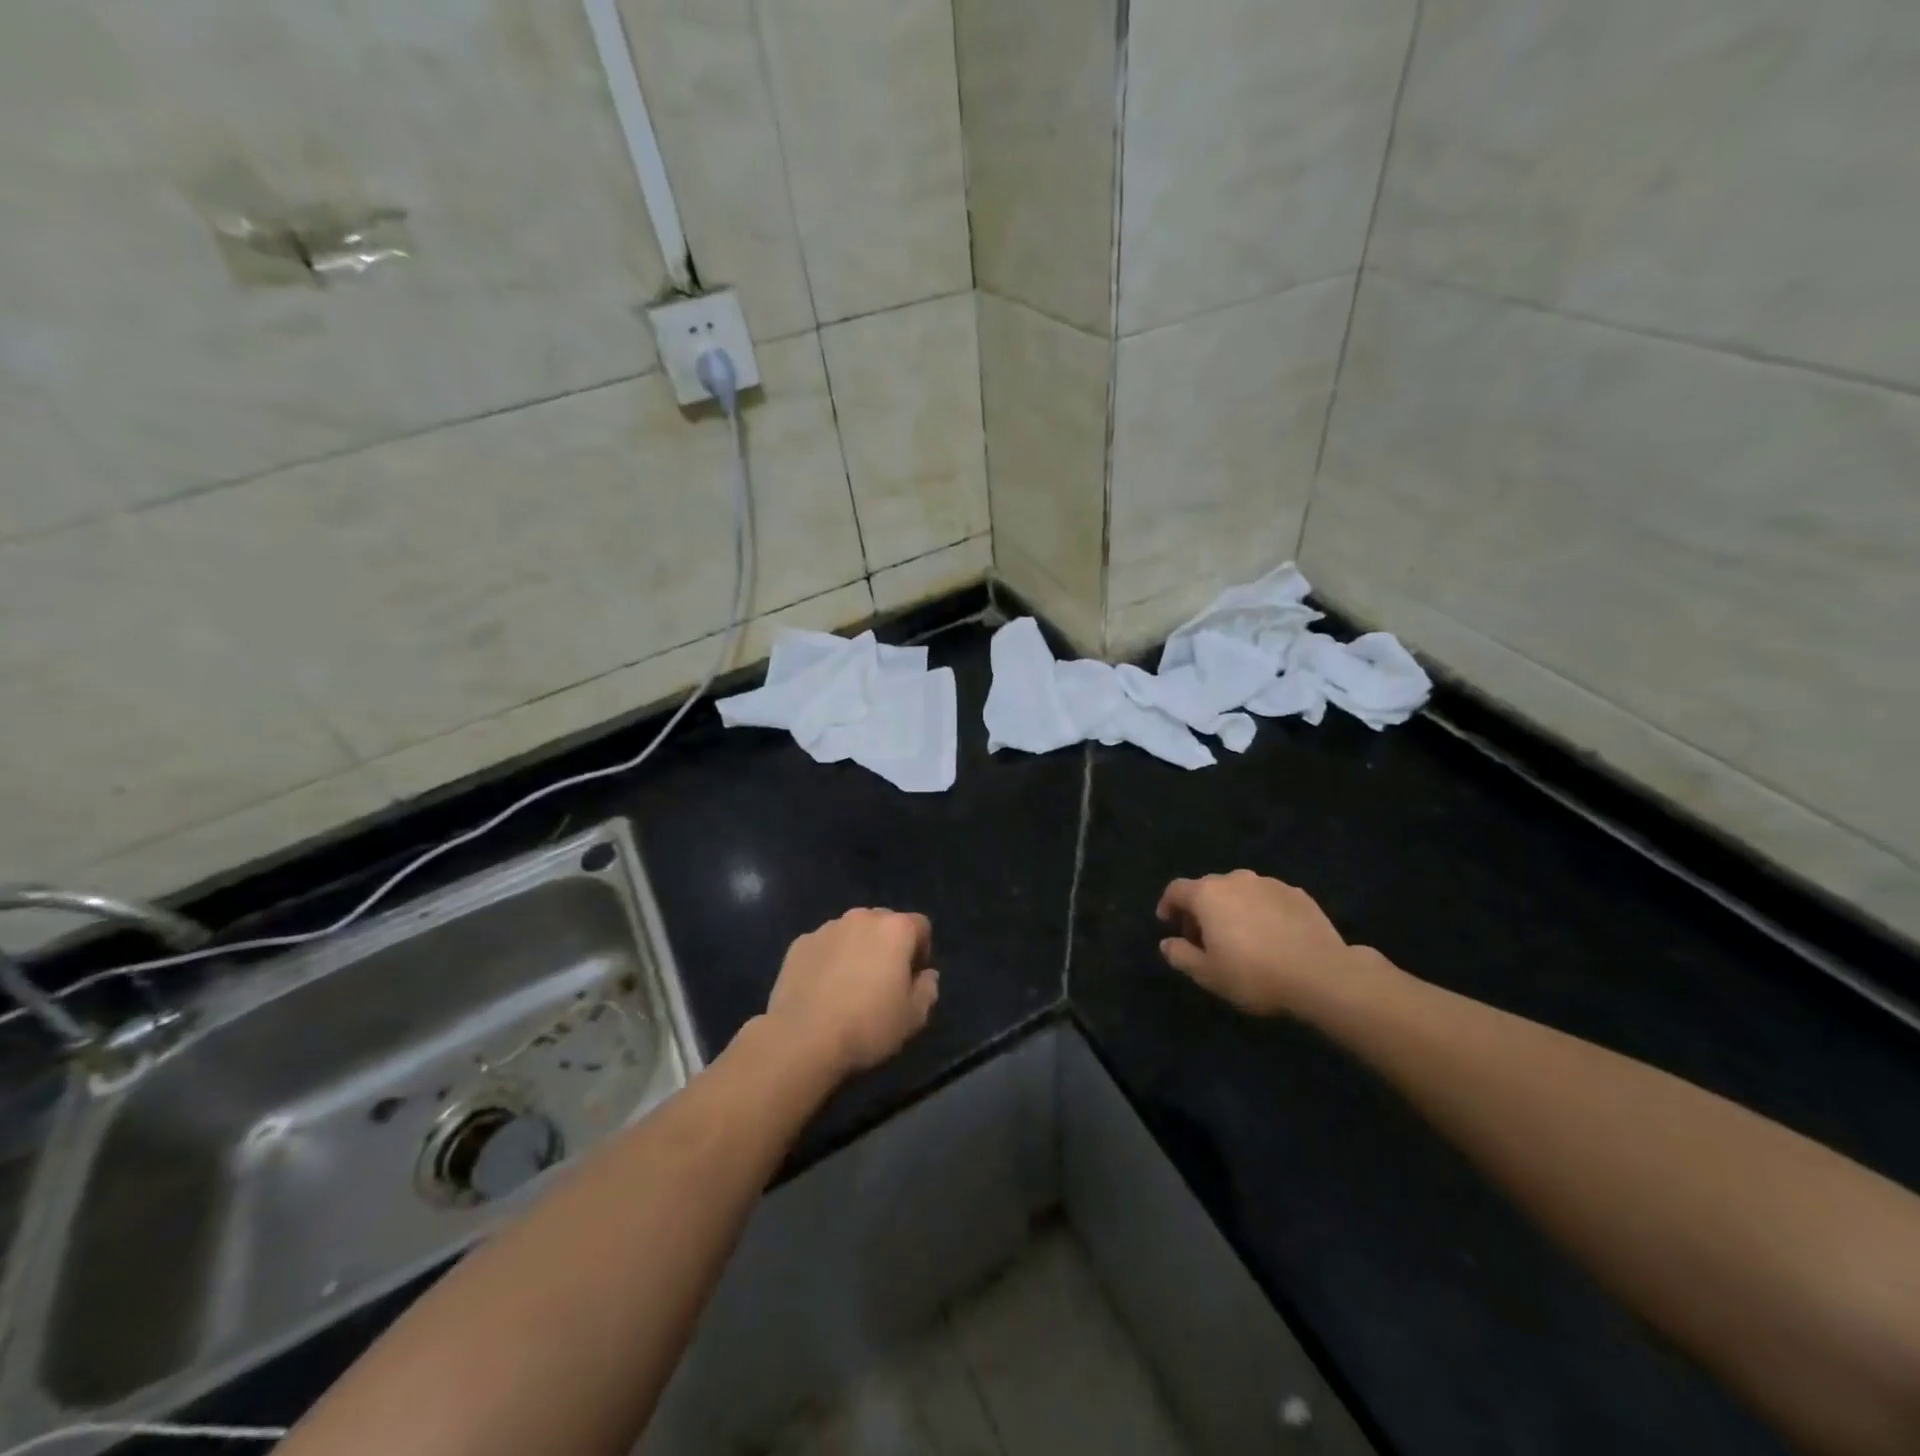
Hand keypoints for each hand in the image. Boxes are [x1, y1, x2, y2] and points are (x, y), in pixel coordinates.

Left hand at [766, 908, 938, 1076]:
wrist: (802, 1039)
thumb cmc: (867, 1026)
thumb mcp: (913, 1018)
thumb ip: (927, 990)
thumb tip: (927, 976)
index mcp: (895, 929)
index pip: (920, 926)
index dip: (921, 951)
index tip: (912, 979)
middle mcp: (861, 918)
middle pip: (884, 923)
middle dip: (888, 945)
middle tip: (883, 980)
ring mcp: (827, 928)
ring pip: (852, 932)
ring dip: (857, 949)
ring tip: (849, 985)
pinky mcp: (799, 943)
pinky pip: (824, 945)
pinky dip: (829, 959)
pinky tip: (822, 989)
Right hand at [1156, 871, 1363, 1016]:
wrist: (1321, 974)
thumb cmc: (1254, 974)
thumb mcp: (1208, 975)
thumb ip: (1180, 955)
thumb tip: (1167, 943)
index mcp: (1207, 894)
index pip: (1176, 890)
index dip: (1168, 905)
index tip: (1168, 923)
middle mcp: (1235, 879)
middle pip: (1208, 888)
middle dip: (1200, 910)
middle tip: (1204, 938)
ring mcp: (1269, 884)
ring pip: (1240, 891)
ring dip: (1232, 908)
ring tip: (1241, 937)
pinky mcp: (1297, 894)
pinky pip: (1267, 899)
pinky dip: (1261, 911)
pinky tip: (1271, 937)